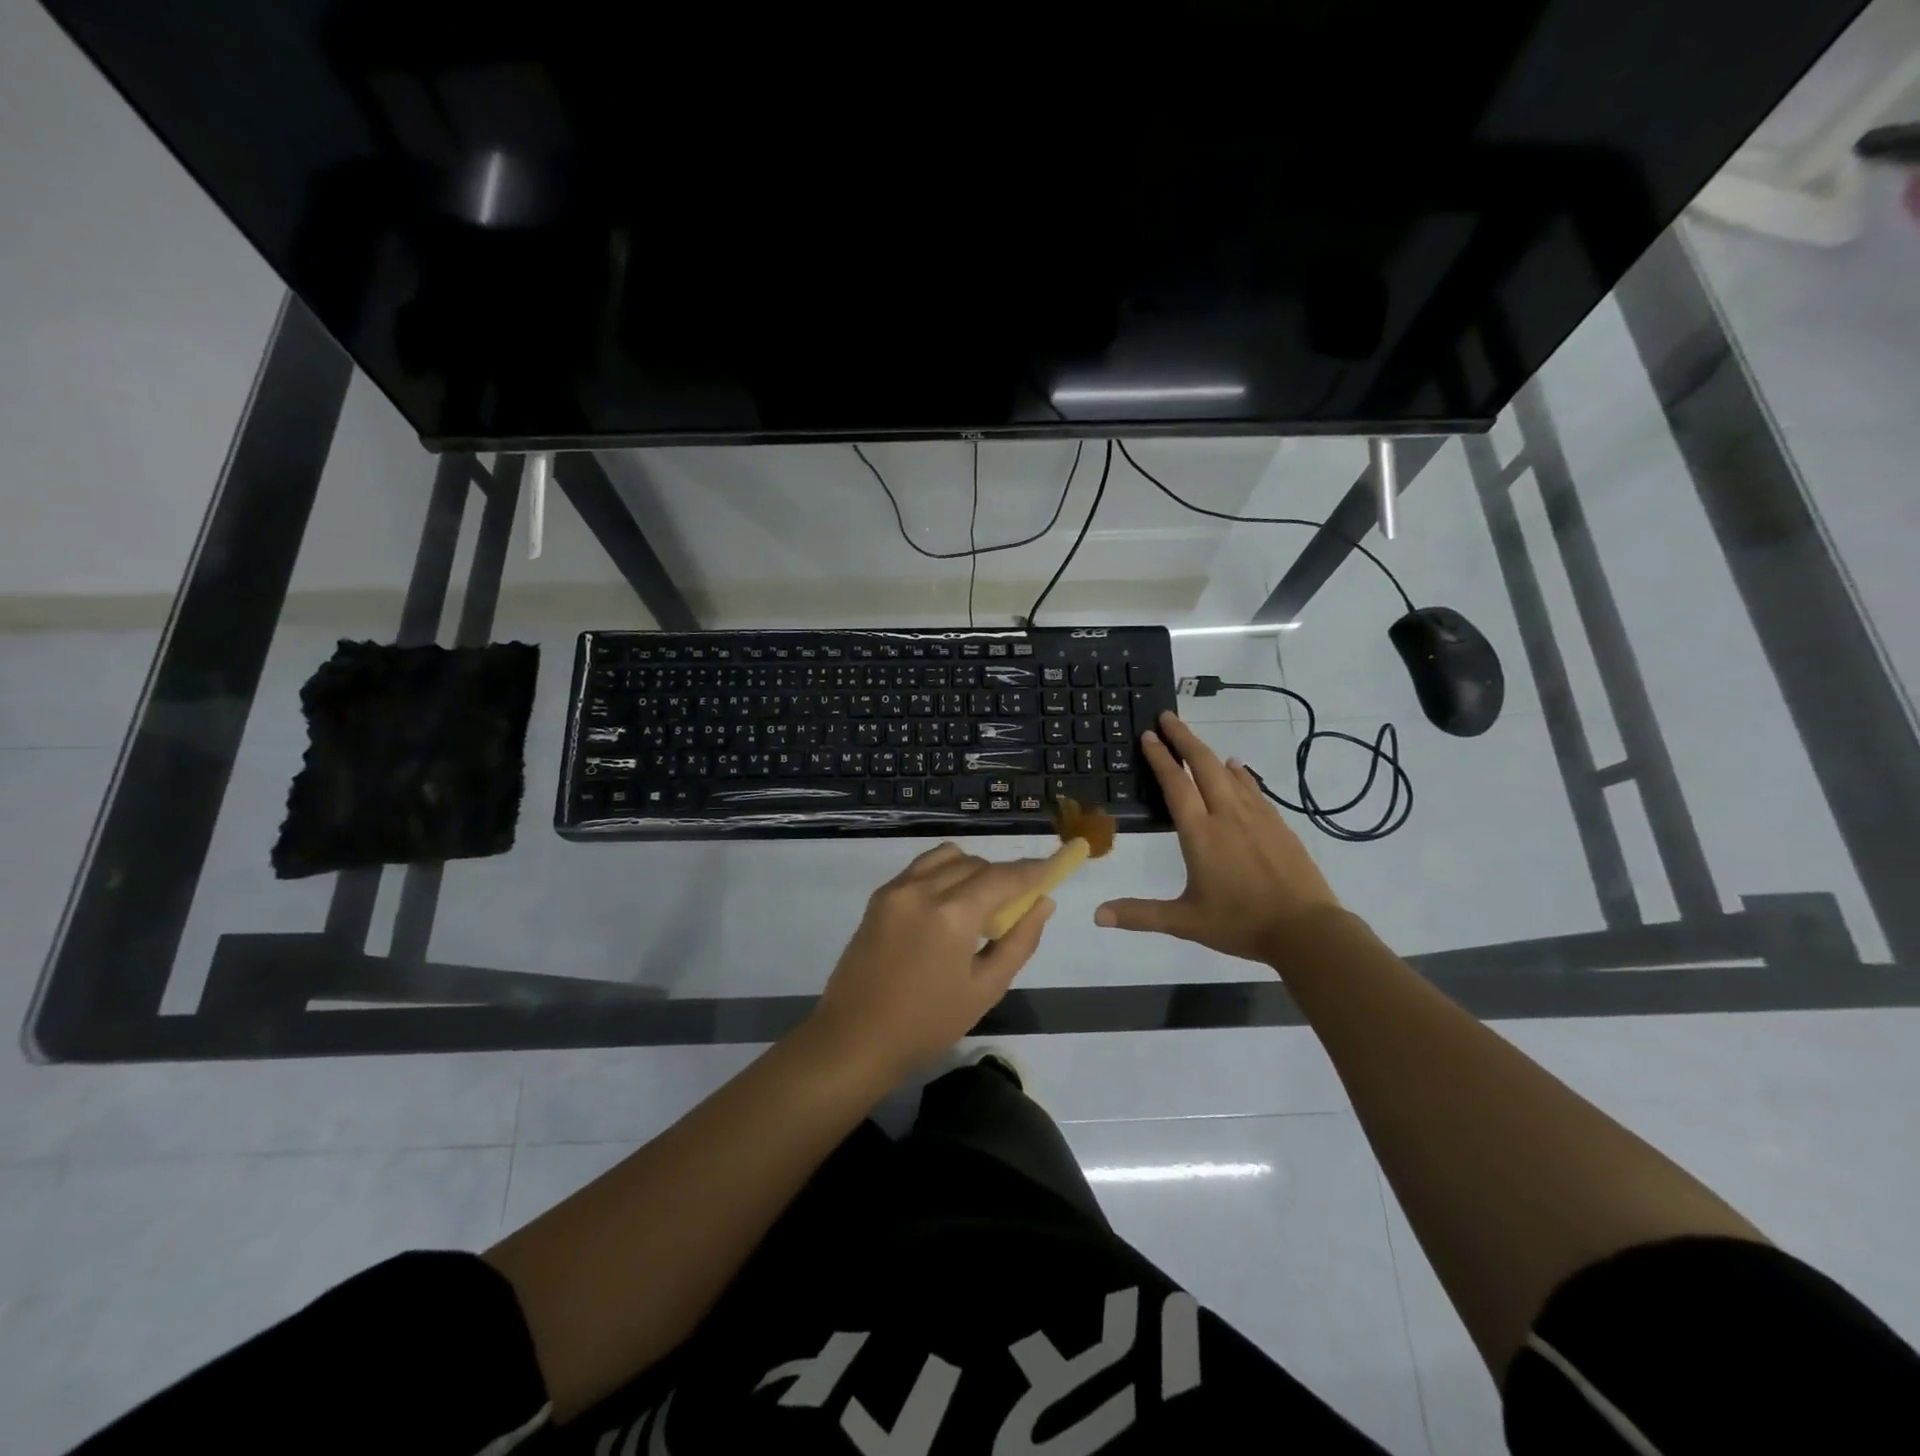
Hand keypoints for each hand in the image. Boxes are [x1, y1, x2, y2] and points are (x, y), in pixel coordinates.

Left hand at [811, 844, 1058, 1076]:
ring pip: (948, 857)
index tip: (1054, 867)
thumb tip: (1043, 903)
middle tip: (1016, 905)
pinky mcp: (879, 896)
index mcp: (952, 914)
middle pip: (977, 864)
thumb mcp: (985, 989)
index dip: (1032, 870)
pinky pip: (921, 868)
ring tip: (979, 903)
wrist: (854, 1038)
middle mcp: (923, 888)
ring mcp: (897, 888)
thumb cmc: (927, 1024)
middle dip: (1003, 877)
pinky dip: (944, 873)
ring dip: (972, 869)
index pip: (1003, 877)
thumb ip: (1019, 941)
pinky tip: (948, 904)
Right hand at [1095, 710, 1341, 962]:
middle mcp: (1227, 816)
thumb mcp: (1185, 922)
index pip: (1176, 785)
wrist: (1307, 931)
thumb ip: (1141, 915)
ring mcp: (1257, 817)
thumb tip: (1097, 915)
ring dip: (1209, 752)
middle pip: (1204, 765)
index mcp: (1200, 835)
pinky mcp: (1279, 825)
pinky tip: (1237, 768)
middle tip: (1167, 716)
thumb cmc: (1241, 924)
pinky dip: (1240, 773)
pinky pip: (1253, 788)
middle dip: (1184, 738)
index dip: (1160, 758)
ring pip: (1229, 773)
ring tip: (1194, 739)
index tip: (1148, 735)